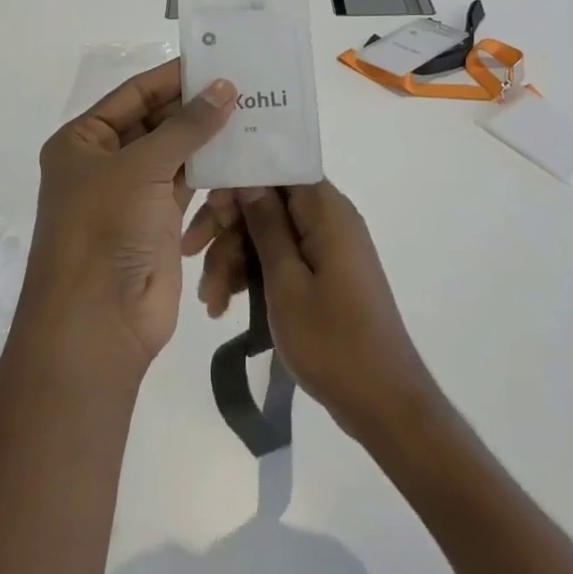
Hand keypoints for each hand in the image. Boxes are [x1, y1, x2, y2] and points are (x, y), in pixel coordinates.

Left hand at [18, 61, 236, 382]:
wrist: (98, 322)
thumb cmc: (106, 229)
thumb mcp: (142, 166)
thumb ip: (187, 126)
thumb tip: (225, 87)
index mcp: (83, 141)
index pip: (133, 95)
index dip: (172, 78)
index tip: (216, 62)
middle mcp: (105, 163)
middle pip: (156, 123)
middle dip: (195, 109)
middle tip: (245, 88)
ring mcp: (132, 195)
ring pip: (175, 155)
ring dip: (207, 141)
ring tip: (253, 115)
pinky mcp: (158, 224)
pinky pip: (188, 187)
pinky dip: (212, 174)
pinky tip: (244, 156)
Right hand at [186, 182, 437, 441]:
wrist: (382, 403)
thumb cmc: (332, 340)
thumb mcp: (286, 281)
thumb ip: (265, 225)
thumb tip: (248, 179)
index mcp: (326, 210)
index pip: (276, 170)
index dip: (237, 182)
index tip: (207, 211)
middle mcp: (328, 220)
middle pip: (266, 203)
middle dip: (226, 230)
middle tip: (190, 257)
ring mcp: (327, 249)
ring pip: (267, 235)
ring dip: (233, 260)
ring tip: (211, 302)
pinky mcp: (323, 275)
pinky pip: (280, 260)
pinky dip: (252, 277)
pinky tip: (225, 307)